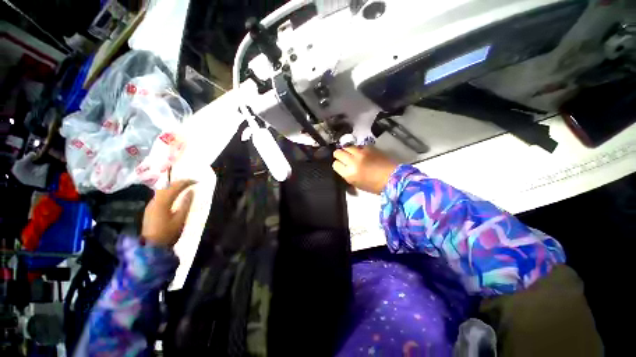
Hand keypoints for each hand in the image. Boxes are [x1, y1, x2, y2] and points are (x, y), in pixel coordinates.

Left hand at [142, 180, 195, 246]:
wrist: (151, 247)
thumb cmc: (168, 233)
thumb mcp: (180, 219)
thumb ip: (186, 204)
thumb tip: (191, 191)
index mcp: (162, 202)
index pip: (175, 187)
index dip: (186, 182)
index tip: (197, 181)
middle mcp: (154, 201)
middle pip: (166, 186)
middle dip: (179, 182)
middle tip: (191, 182)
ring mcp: (151, 205)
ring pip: (162, 190)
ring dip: (174, 186)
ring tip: (185, 186)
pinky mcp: (150, 209)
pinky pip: (161, 196)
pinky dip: (169, 192)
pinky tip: (175, 195)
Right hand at [332, 146, 397, 194]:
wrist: (392, 178)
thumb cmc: (374, 186)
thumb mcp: (357, 184)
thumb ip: (347, 175)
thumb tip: (344, 169)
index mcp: (349, 174)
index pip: (335, 164)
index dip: (337, 165)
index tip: (340, 166)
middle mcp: (352, 161)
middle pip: (338, 152)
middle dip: (339, 155)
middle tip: (343, 158)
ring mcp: (360, 153)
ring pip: (346, 146)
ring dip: (347, 150)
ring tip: (351, 154)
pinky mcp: (369, 147)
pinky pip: (358, 146)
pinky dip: (357, 149)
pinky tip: (361, 153)